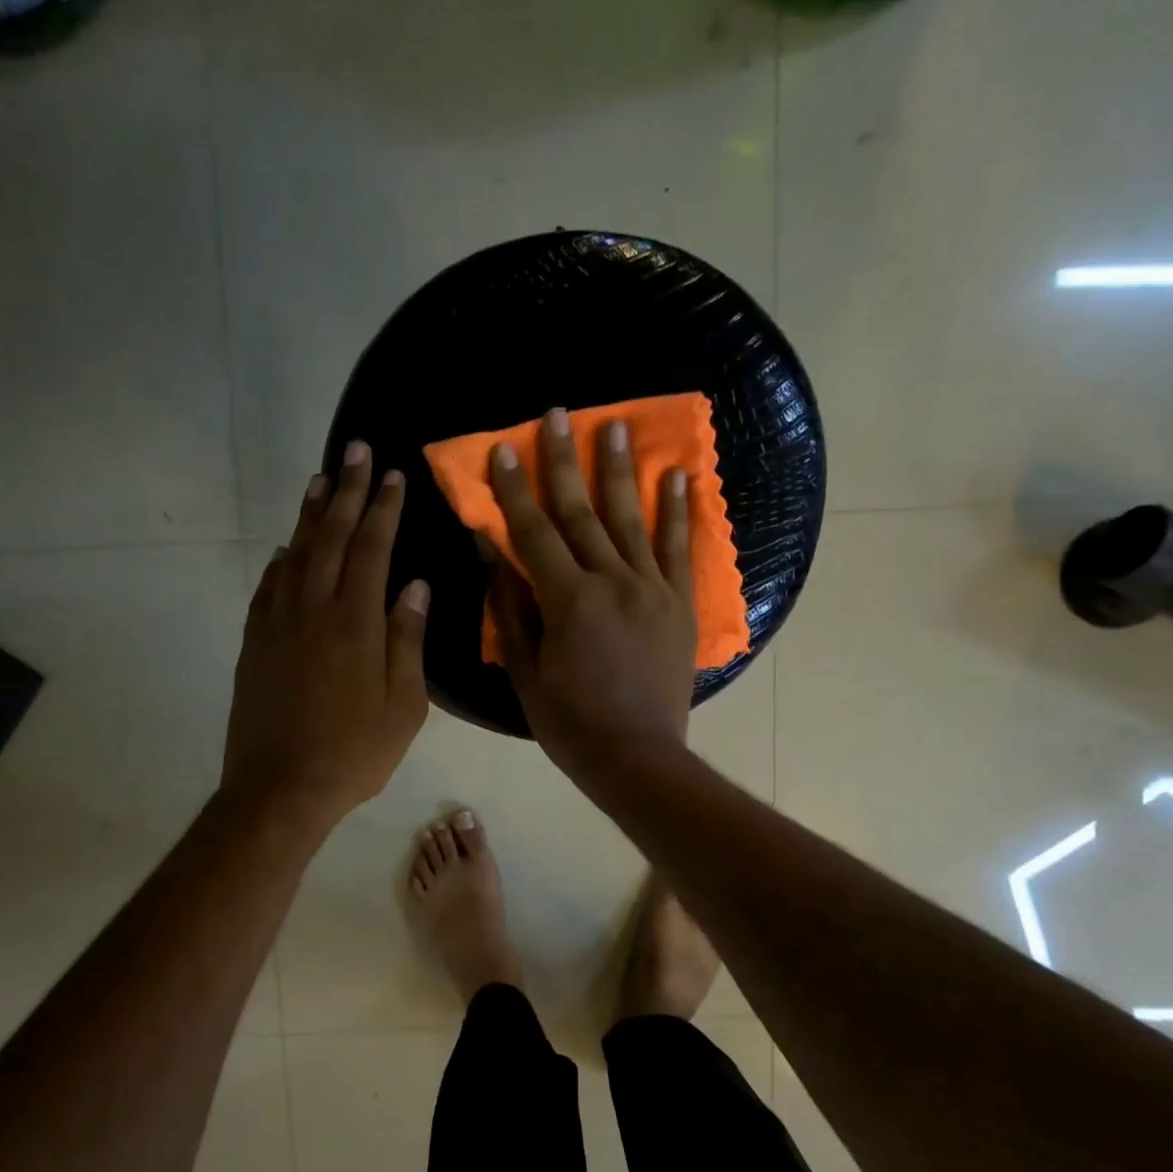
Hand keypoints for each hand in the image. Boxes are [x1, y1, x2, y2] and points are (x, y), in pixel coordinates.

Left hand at [223, 441, 430, 831]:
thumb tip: (414, 586)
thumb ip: (408, 640)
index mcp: (355, 622)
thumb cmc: (354, 752)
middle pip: (330, 537)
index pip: (371, 549)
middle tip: (354, 450)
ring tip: (320, 479)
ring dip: (309, 514)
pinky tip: (287, 547)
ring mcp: (277, 624)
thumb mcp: (403, 705)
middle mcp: (312, 610)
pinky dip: (280, 560)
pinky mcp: (254, 643)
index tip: (392, 474)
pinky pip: (267, 587)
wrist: (279, 788)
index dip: (383, 508)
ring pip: (295, 554)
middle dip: (345, 490)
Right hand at [486, 408, 696, 788]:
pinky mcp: (680, 603)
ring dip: (621, 469)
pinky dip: (678, 511)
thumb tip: (492, 549)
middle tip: (557, 415)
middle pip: (582, 512)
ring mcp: (652, 589)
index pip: (534, 532)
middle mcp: (612, 581)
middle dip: (564, 460)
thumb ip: (510, 604)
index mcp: (568, 600)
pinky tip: (677, 476)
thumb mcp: (525, 667)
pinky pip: (679, 549)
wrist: (637, 756)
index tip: (502, 449)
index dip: (514, 489)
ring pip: (632, 518)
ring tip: (616, 424)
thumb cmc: (569, 721)